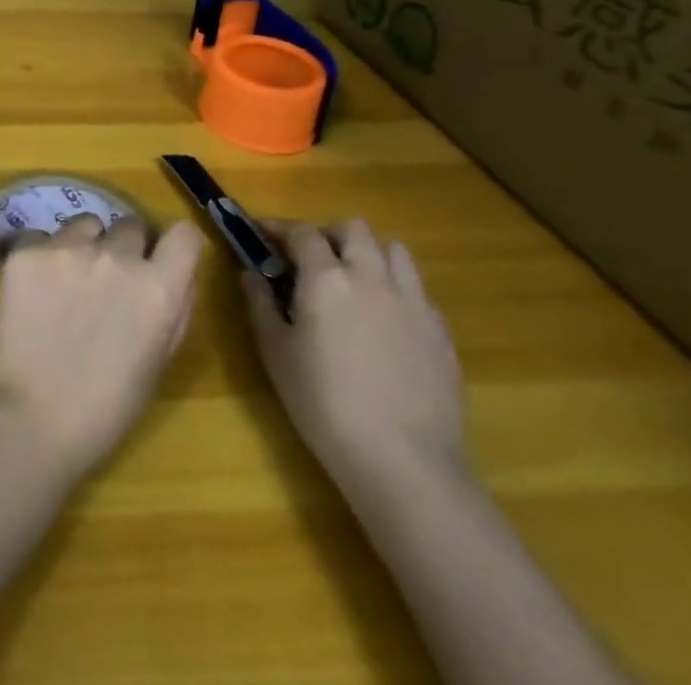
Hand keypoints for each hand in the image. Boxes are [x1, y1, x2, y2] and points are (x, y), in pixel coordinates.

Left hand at [0, 216, 204, 482]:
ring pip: (84, 224)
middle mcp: (117, 257)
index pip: (183, 235)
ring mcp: (67, 248)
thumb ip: (173, 311)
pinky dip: (40, 255)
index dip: (173, 245)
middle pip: (129, 226)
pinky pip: (40, 236)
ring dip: (83, 245)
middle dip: (124, 248)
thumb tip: (178, 274)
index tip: (160, 257)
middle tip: (107, 281)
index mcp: (158, 289)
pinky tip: (32, 288)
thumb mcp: (157, 363)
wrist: (30, 419)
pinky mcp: (26, 251)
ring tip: (65, 282)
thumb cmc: (104, 409)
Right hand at [244, 219, 466, 498]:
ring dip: (369, 254)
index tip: (262, 233)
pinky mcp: (441, 330)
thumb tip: (250, 272)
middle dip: (328, 234)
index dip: (279, 228)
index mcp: (326, 278)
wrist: (404, 462)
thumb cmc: (324, 404)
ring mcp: (413, 301)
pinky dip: (396, 288)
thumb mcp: (275, 353)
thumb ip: (259, 303)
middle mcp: (371, 276)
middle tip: (311, 259)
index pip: (302, 232)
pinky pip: (417, 288)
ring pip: (394, 250)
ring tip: (353, 281)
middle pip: (354, 229)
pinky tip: (385, 320)